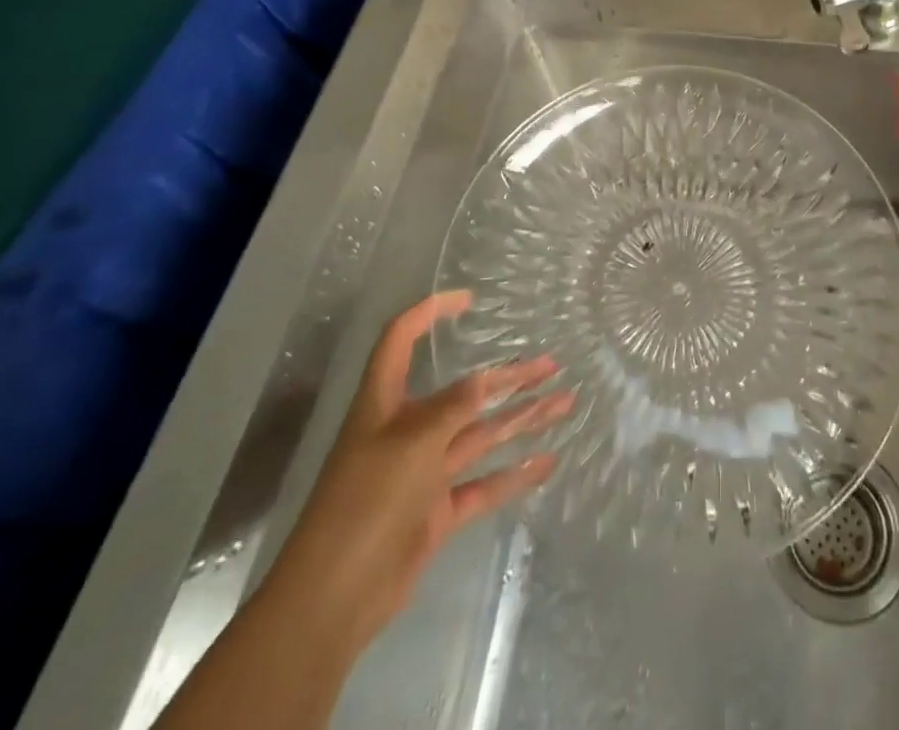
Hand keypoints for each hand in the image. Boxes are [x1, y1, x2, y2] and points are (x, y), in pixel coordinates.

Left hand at [259, 291, 572, 651]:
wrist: (334, 598)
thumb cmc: (365, 501)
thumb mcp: (412, 441)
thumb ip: (454, 407)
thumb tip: (486, 380)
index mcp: (384, 403)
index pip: (400, 340)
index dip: (429, 313)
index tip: (469, 300)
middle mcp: (406, 430)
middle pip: (463, 391)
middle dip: (507, 377)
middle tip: (551, 365)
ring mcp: (423, 472)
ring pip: (480, 435)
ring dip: (521, 419)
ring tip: (564, 403)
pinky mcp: (436, 512)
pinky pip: (482, 484)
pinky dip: (513, 473)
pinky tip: (547, 462)